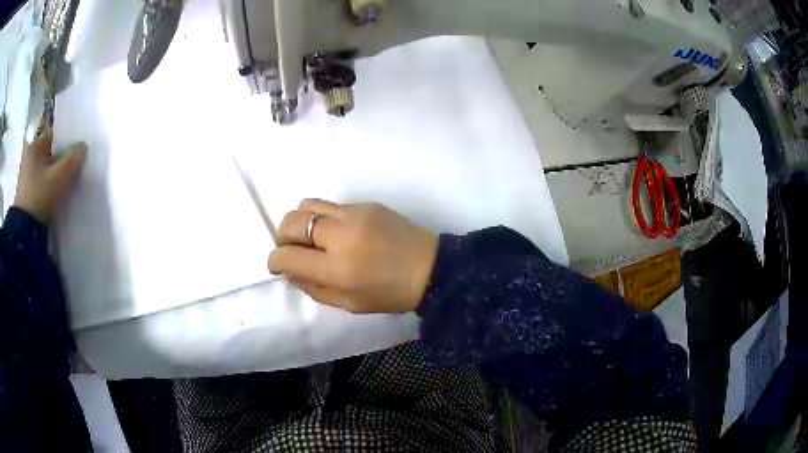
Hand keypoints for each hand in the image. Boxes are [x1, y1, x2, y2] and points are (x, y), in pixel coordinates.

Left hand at [13, 131, 86, 223]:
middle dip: (62, 159)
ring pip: (46, 169)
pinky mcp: (27, 194)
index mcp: (34, 145)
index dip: (67, 141)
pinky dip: (50, 186)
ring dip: (56, 174)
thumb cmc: (40, 197)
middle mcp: (29, 157)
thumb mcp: (60, 177)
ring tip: (67, 182)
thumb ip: (74, 159)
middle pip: (50, 153)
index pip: (55, 135)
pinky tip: (57, 194)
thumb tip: (83, 147)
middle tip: (75, 167)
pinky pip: (42, 183)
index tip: (77, 151)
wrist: (25, 234)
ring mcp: (26, 177)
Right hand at [268, 200, 438, 313]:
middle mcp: (341, 235)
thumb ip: (312, 287)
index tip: (277, 264)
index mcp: (338, 269)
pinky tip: (337, 232)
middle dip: (282, 236)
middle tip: (293, 249)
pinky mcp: (366, 203)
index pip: (288, 256)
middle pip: (291, 222)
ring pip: (306, 204)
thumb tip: (288, 269)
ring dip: (299, 221)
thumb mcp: (348, 304)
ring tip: (310, 237)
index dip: (275, 260)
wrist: (430, 268)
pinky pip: (330, 204)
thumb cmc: (389, 294)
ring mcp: (354, 214)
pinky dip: (323, 218)